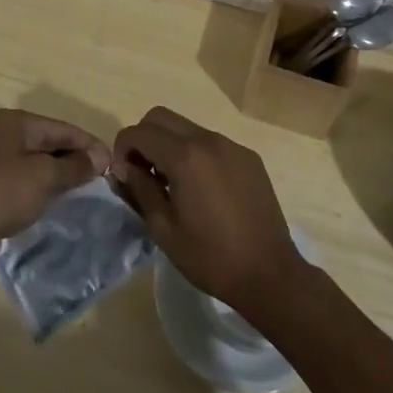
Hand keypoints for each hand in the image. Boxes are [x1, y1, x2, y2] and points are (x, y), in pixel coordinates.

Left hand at [0, 109, 110, 272]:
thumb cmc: (0, 194)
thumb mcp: (44, 177)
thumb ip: (74, 165)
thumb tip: (101, 157)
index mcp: (17, 122)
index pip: (64, 128)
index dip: (90, 144)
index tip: (115, 164)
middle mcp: (6, 135)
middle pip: (51, 143)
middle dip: (77, 159)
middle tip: (104, 180)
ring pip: (39, 163)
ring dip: (61, 176)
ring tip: (87, 192)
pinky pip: (26, 181)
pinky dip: (44, 189)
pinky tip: (58, 203)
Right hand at [111, 107, 304, 319]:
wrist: (270, 275)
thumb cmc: (210, 257)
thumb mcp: (163, 228)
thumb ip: (139, 189)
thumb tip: (123, 167)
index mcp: (185, 156)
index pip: (139, 132)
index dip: (122, 148)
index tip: (123, 175)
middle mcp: (208, 139)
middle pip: (161, 117)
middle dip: (144, 138)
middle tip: (143, 173)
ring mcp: (231, 145)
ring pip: (187, 127)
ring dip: (169, 145)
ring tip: (172, 183)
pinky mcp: (248, 157)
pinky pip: (211, 142)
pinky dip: (195, 154)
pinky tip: (202, 189)